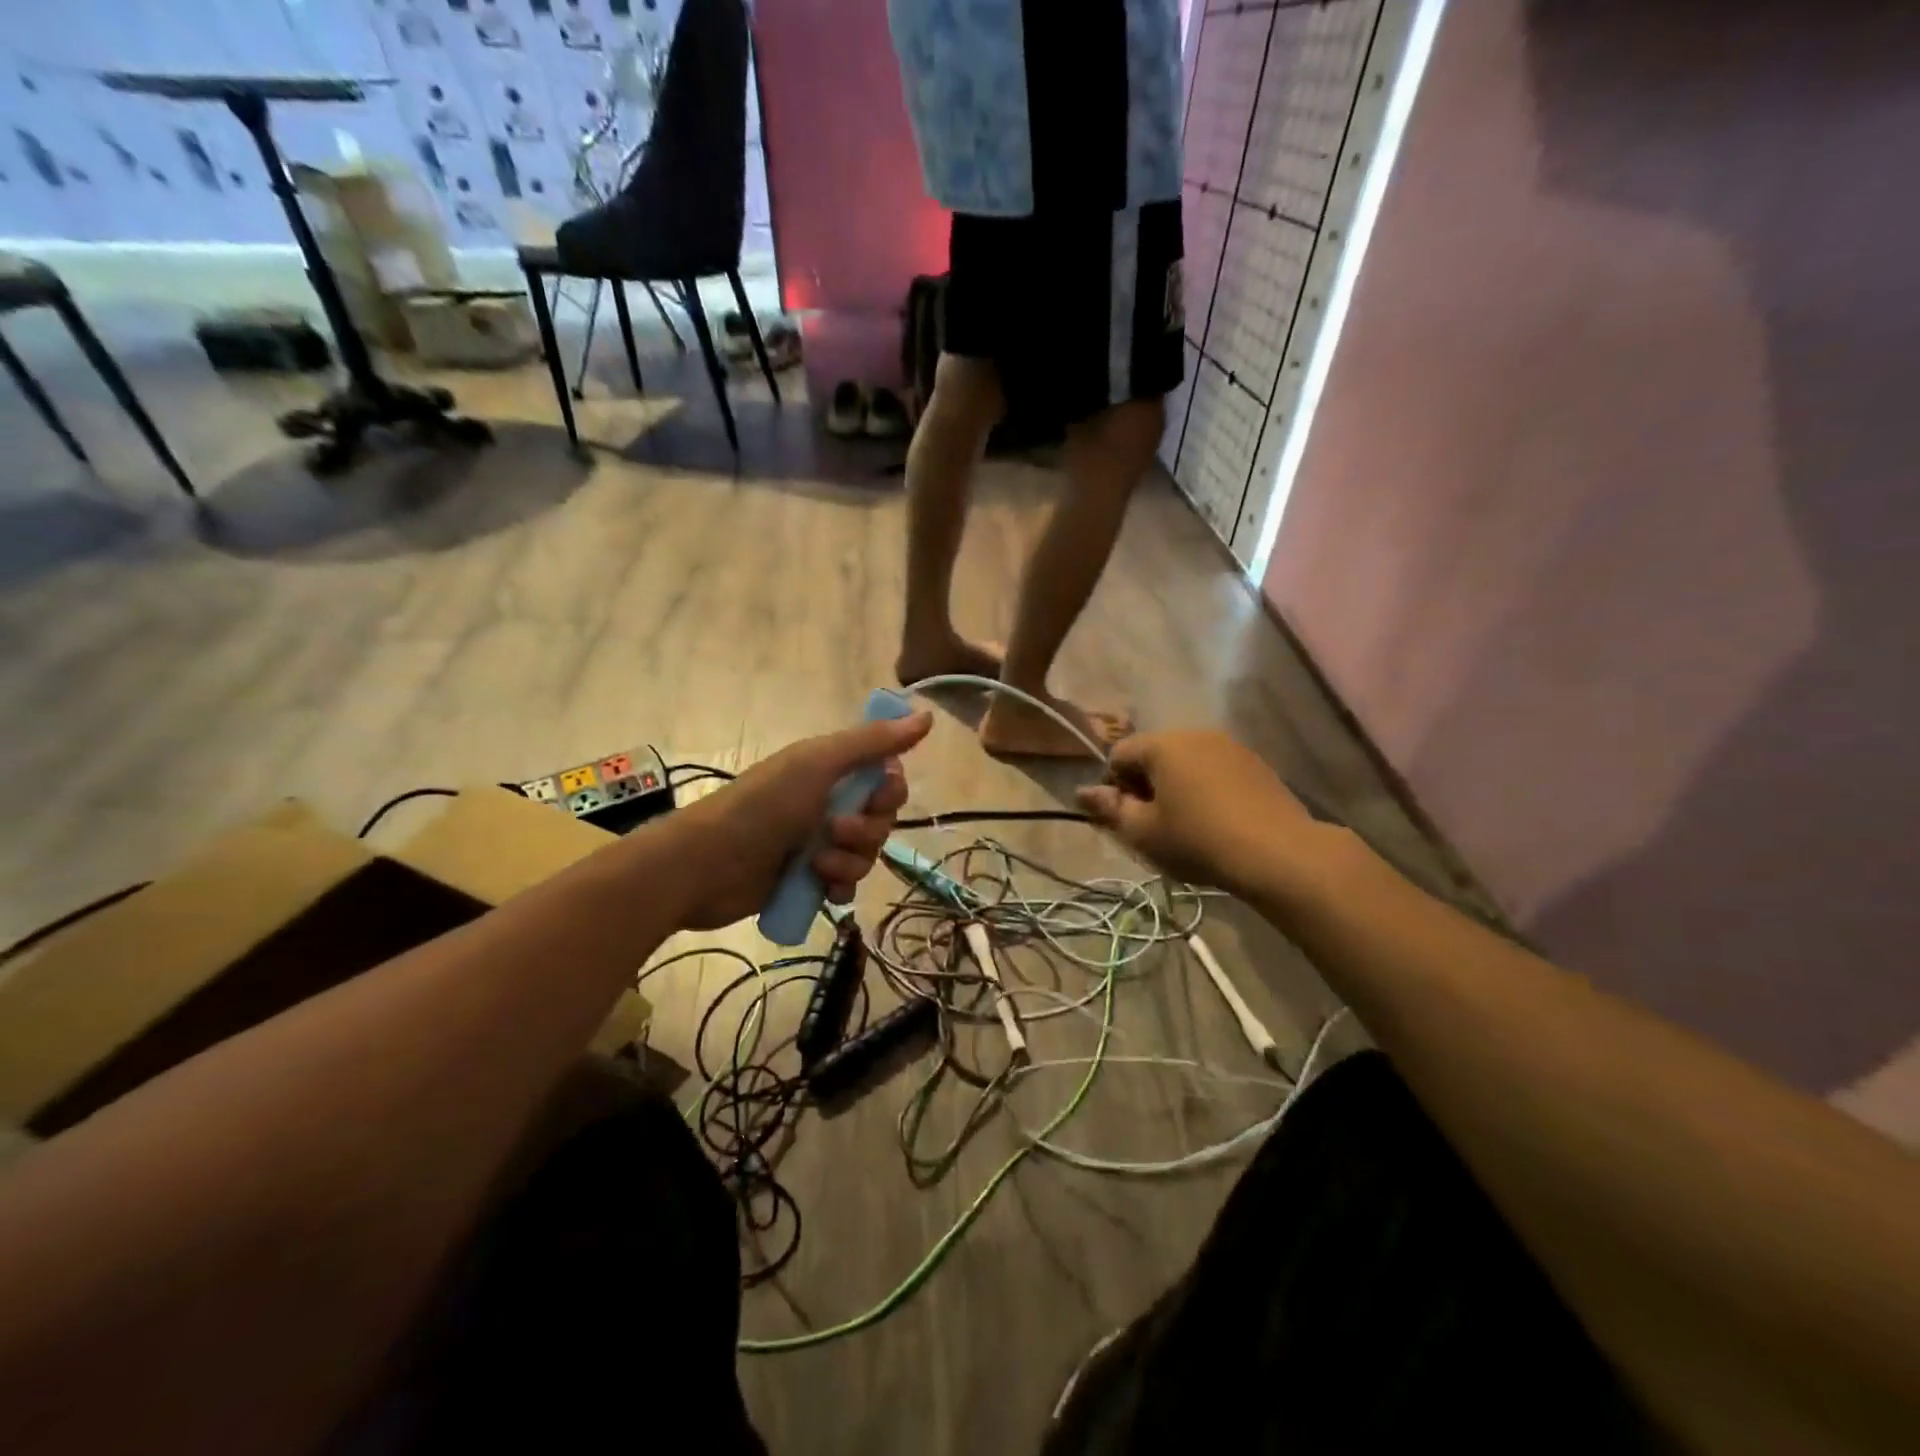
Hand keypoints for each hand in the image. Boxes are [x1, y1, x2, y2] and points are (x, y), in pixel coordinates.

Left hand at [670, 712, 932, 930]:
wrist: (706, 865)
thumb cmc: (763, 805)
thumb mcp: (818, 763)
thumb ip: (872, 742)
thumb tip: (926, 715)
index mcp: (831, 771)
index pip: (886, 777)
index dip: (889, 790)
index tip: (876, 796)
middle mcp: (829, 804)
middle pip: (881, 819)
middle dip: (867, 829)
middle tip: (835, 830)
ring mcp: (819, 844)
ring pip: (866, 855)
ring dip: (849, 860)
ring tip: (816, 862)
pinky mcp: (809, 880)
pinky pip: (846, 885)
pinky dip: (838, 886)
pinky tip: (821, 887)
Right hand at [1077, 730, 1320, 899]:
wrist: (1278, 853)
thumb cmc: (1197, 840)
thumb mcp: (1143, 832)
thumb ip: (1109, 808)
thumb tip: (1082, 792)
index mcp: (1161, 744)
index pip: (1119, 754)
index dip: (1113, 786)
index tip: (1124, 818)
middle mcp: (1195, 734)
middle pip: (1154, 754)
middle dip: (1145, 784)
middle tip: (1153, 824)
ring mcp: (1230, 746)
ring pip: (1186, 762)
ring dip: (1176, 786)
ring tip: (1186, 824)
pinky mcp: (1256, 764)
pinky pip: (1215, 770)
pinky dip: (1206, 788)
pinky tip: (1216, 820)